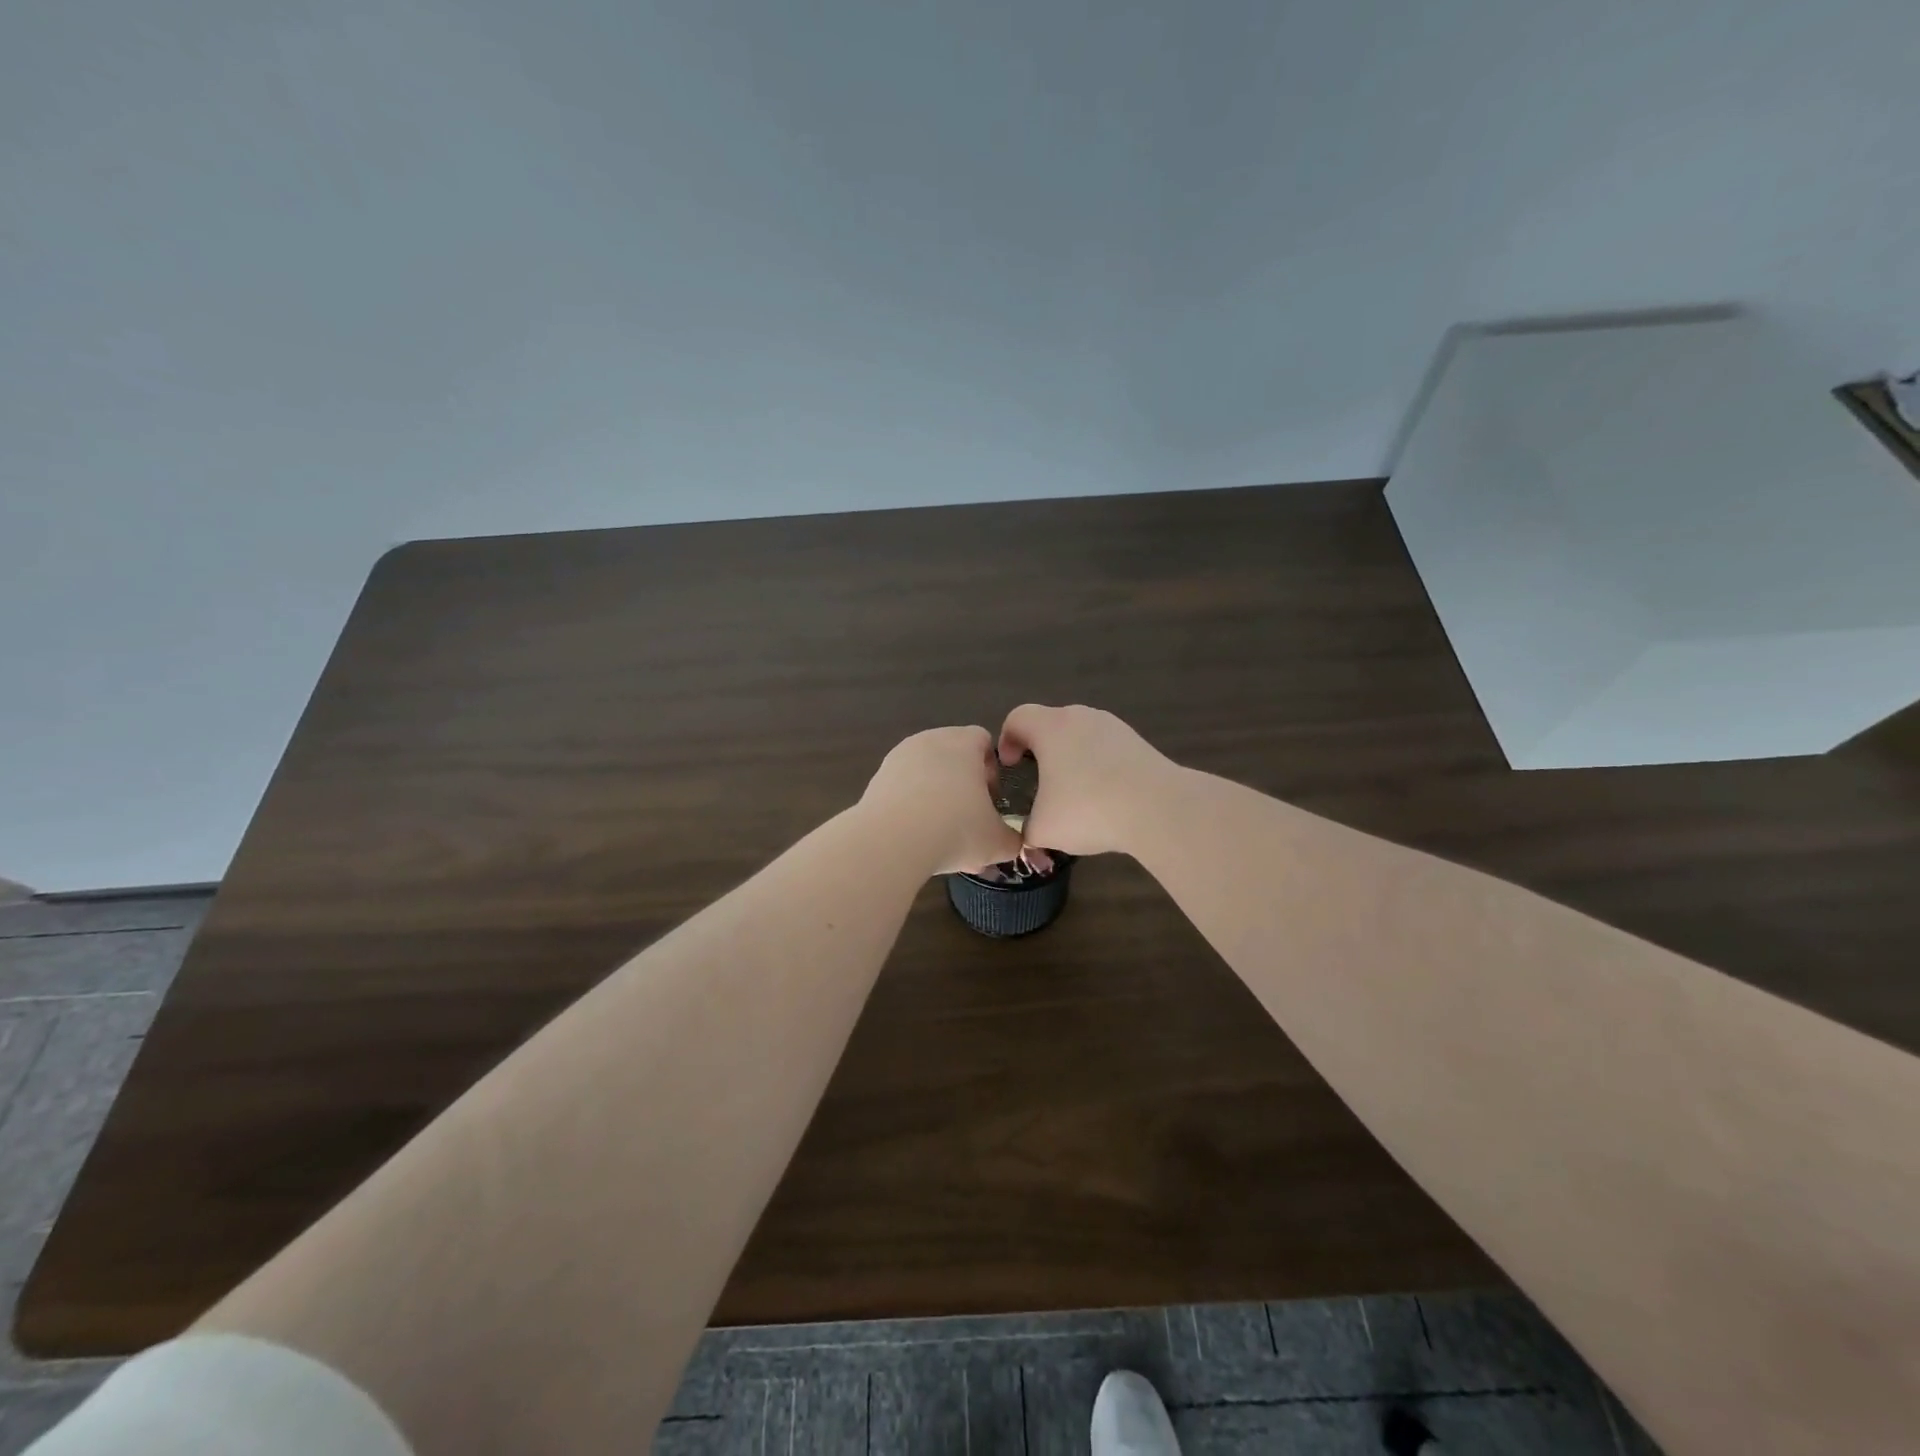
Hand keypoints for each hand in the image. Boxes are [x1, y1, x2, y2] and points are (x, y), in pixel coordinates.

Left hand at [860, 726, 1024, 875]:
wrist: (891, 842)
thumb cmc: (956, 830)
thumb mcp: (996, 841)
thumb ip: (1012, 839)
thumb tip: (1014, 842)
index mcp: (963, 743)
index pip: (983, 740)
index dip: (992, 769)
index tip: (992, 800)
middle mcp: (929, 741)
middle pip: (953, 756)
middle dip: (963, 786)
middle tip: (969, 820)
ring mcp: (899, 758)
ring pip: (926, 774)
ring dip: (936, 797)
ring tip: (940, 834)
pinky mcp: (877, 779)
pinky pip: (903, 788)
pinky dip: (911, 807)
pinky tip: (916, 836)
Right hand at [996, 704, 1175, 857]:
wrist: (1159, 809)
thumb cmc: (1089, 809)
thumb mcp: (1043, 829)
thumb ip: (1026, 828)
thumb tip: (1029, 833)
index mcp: (1050, 727)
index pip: (1017, 718)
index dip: (1006, 740)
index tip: (1010, 768)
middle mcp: (1081, 717)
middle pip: (1050, 724)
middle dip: (1040, 752)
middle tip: (1038, 784)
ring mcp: (1114, 727)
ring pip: (1081, 737)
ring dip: (1072, 760)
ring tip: (1074, 795)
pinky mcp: (1138, 742)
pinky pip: (1106, 750)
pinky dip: (1099, 767)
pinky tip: (1105, 799)